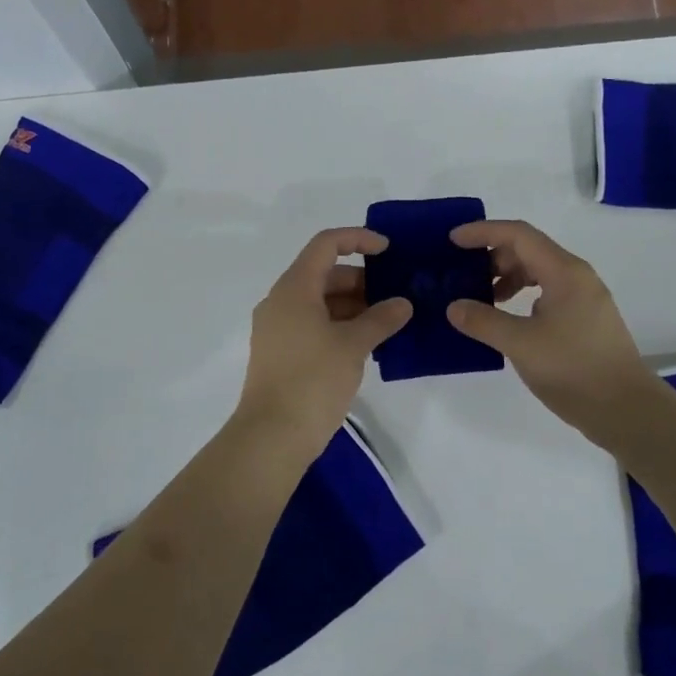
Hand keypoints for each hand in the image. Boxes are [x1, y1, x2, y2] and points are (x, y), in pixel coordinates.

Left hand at [232, 228, 411, 462]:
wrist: (272, 436)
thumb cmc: (312, 380)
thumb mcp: (353, 345)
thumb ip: (381, 319)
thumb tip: (402, 303)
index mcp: (294, 288)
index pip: (325, 245)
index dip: (357, 239)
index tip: (388, 250)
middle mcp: (281, 301)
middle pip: (324, 274)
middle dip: (362, 280)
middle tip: (396, 295)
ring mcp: (278, 328)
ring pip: (320, 302)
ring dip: (354, 306)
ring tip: (389, 322)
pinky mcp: (281, 353)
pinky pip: (314, 325)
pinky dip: (340, 326)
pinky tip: (368, 344)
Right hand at [446, 220, 662, 446]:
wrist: (626, 409)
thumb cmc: (573, 369)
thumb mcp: (521, 344)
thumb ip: (484, 322)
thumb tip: (454, 307)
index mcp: (564, 272)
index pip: (518, 234)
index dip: (483, 232)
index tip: (453, 241)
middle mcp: (576, 276)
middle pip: (528, 249)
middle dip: (492, 256)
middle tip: (463, 275)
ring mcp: (584, 297)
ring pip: (538, 271)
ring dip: (507, 277)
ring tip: (482, 300)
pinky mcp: (585, 318)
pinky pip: (547, 292)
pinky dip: (522, 295)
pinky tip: (508, 320)